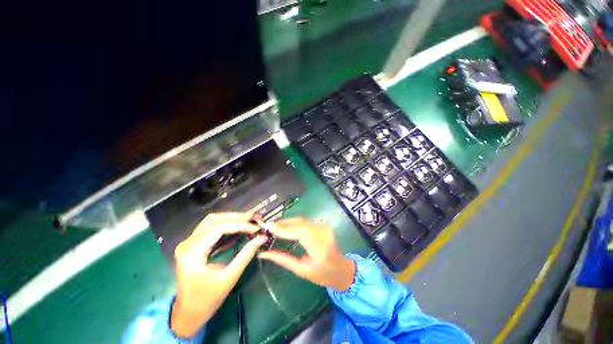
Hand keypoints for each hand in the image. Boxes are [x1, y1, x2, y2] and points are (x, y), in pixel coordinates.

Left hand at [171, 213, 266, 337]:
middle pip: (213, 220)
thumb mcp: (230, 277)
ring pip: (211, 221)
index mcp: (192, 254)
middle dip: (236, 217)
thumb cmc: (208, 299)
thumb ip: (246, 254)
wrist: (188, 313)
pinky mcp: (192, 244)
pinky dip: (226, 225)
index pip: (218, 228)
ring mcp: (188, 243)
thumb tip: (262, 238)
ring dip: (231, 219)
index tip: (255, 227)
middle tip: (254, 218)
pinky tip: (238, 227)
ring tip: (248, 220)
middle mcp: (187, 244)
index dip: (239, 224)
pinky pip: (210, 228)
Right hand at [258, 218, 354, 291]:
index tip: (268, 227)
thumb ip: (283, 260)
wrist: (342, 269)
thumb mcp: (301, 270)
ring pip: (301, 220)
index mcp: (320, 247)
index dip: (283, 228)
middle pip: (300, 223)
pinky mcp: (323, 225)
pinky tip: (285, 225)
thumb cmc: (322, 275)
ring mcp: (324, 227)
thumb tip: (264, 253)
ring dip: (287, 221)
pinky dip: (294, 222)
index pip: (299, 232)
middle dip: (282, 223)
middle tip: (268, 225)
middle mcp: (323, 233)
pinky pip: (305, 221)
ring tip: (273, 226)